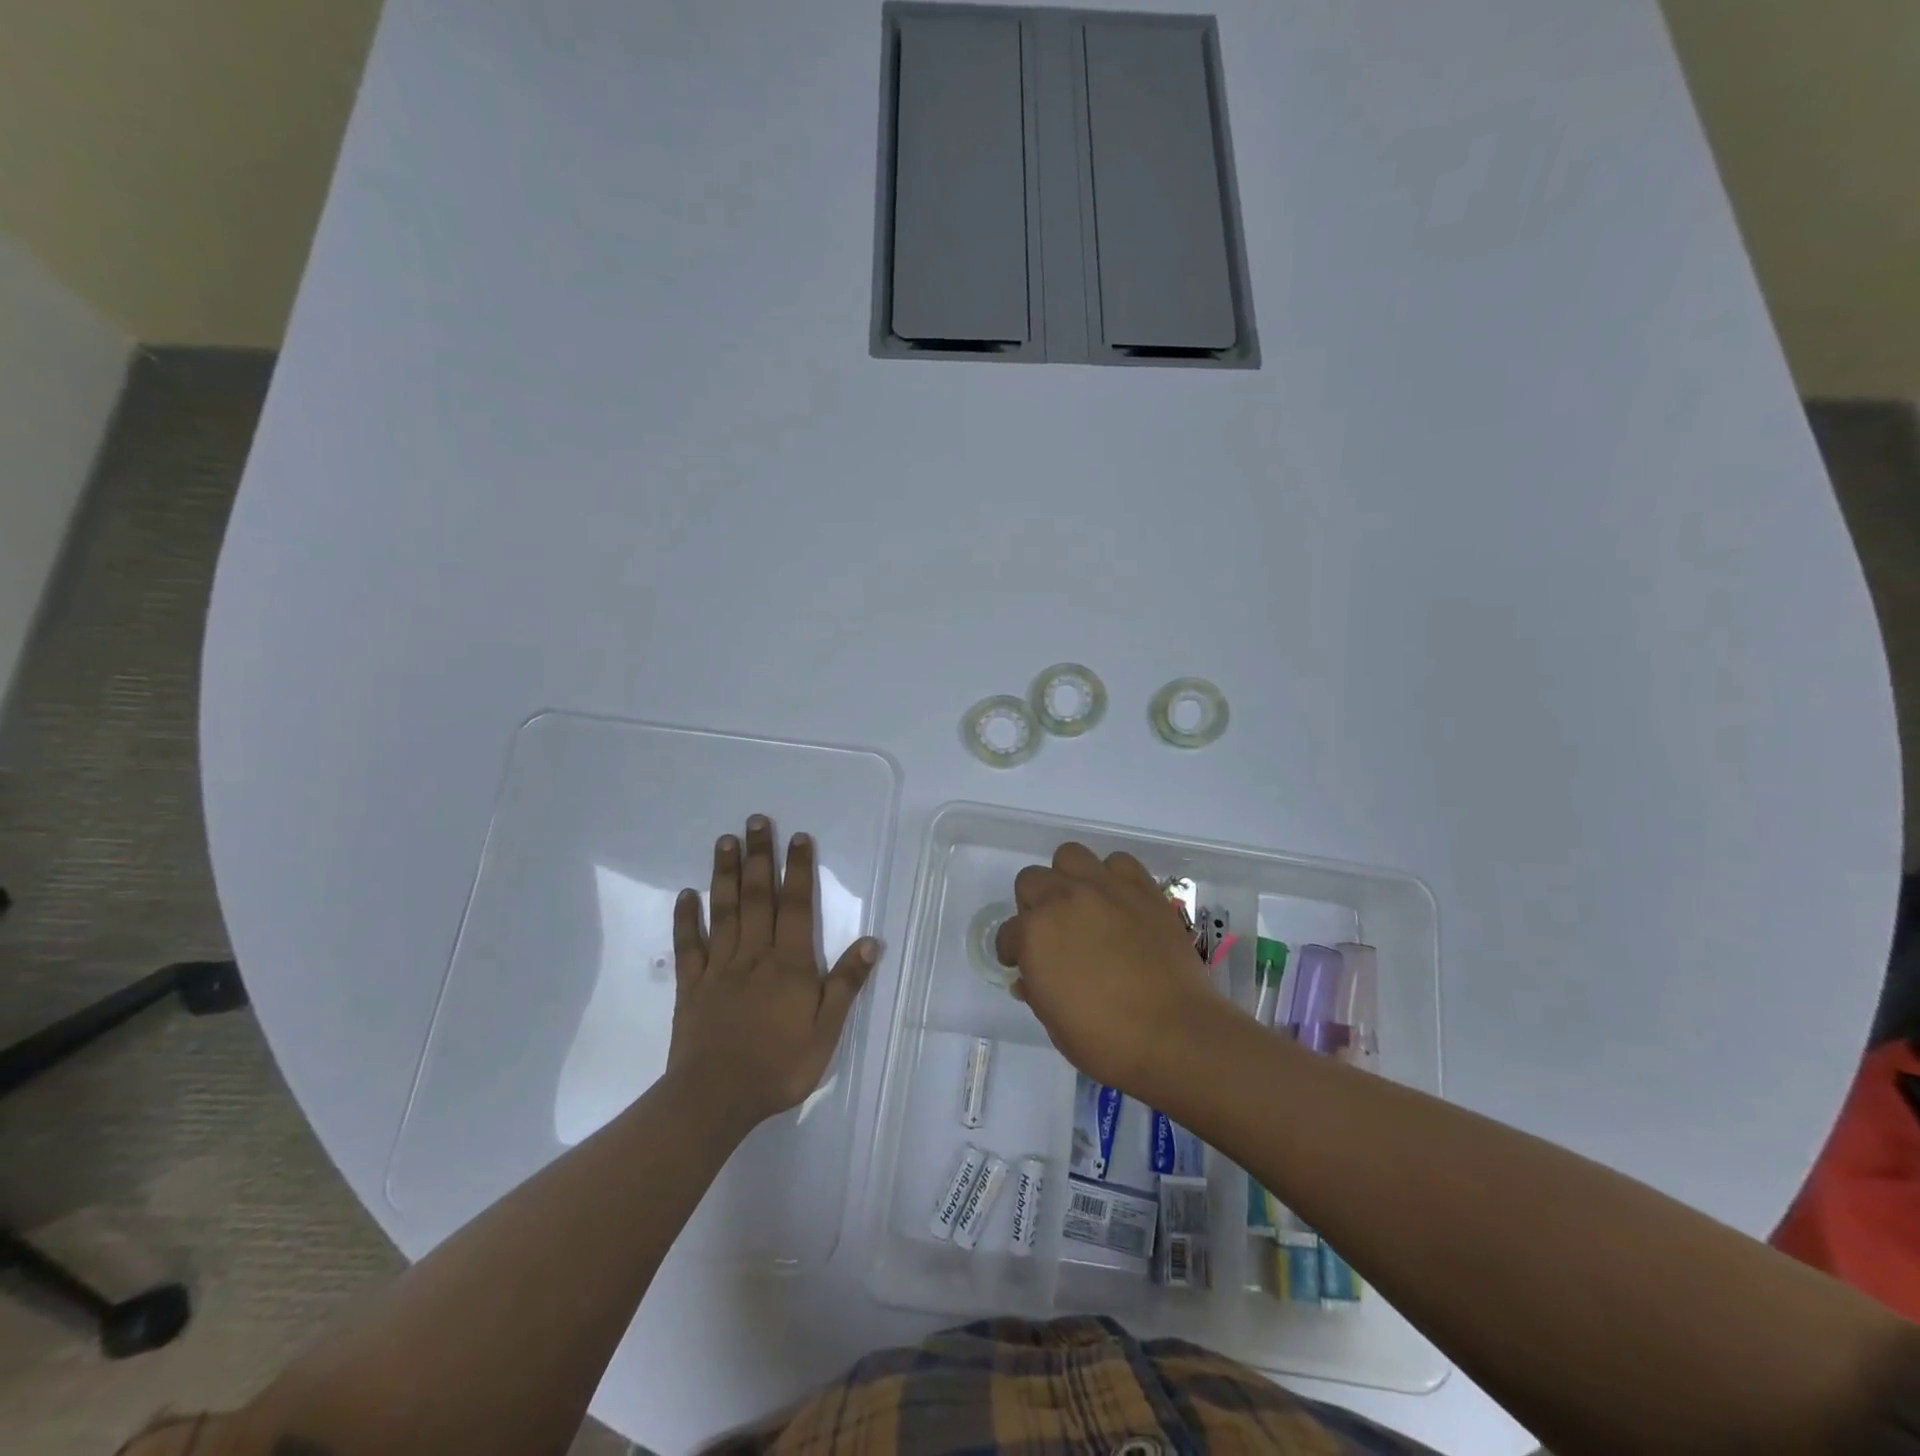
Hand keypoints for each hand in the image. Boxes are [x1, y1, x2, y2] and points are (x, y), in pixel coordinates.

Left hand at [668, 815, 877, 1128]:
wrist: (716, 1098)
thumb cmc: (779, 1065)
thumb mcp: (826, 1031)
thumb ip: (845, 984)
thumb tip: (871, 941)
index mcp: (789, 963)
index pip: (795, 906)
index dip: (798, 870)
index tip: (798, 837)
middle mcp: (754, 954)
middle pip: (758, 897)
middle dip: (759, 857)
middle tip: (756, 821)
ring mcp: (720, 967)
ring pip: (724, 911)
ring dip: (725, 874)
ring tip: (725, 841)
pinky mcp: (692, 986)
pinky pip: (689, 946)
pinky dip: (686, 919)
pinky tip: (686, 895)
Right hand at [995, 842, 1228, 1096]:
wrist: (1175, 1035)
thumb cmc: (1106, 1040)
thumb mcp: (1054, 1023)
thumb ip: (1036, 990)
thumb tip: (1029, 979)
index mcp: (1034, 934)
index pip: (1007, 932)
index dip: (1012, 950)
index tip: (1021, 964)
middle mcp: (1064, 899)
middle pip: (1032, 880)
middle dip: (1033, 905)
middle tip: (1050, 931)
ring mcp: (1105, 888)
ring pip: (1070, 856)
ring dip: (1069, 878)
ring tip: (1081, 905)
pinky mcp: (1142, 889)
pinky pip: (1119, 863)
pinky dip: (1113, 877)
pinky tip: (1118, 902)